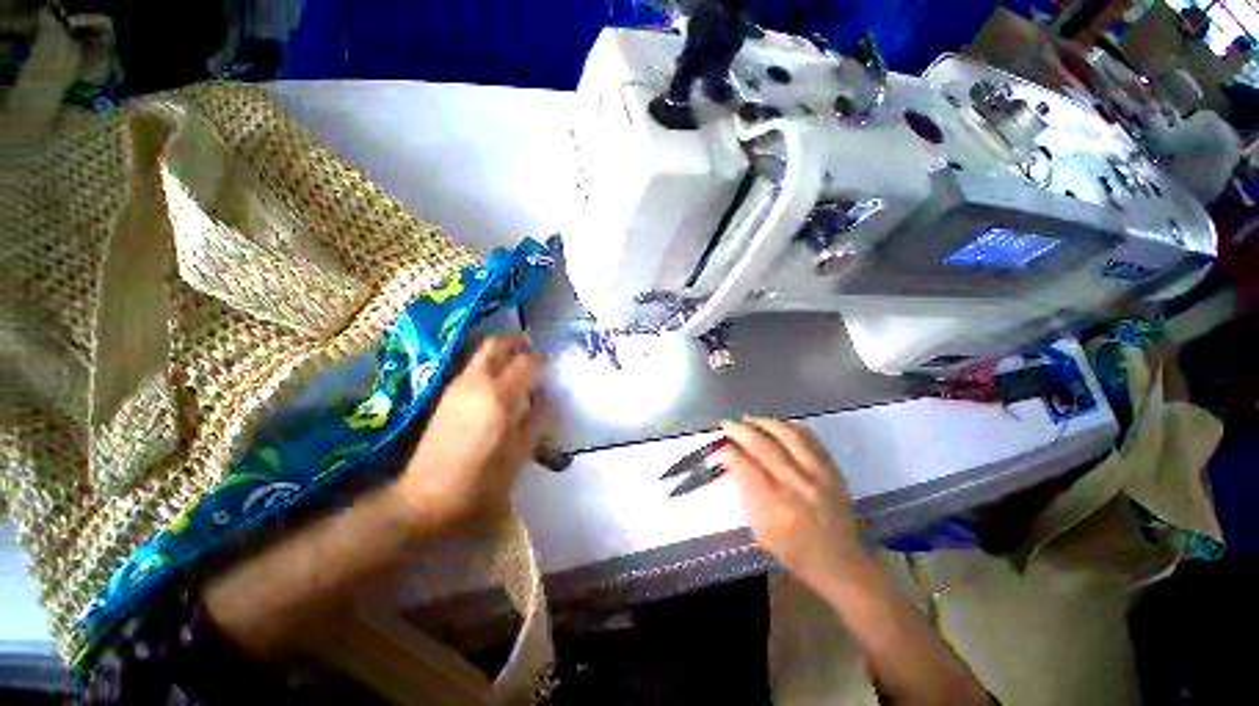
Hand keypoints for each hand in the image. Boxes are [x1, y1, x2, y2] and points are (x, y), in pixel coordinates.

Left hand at [397, 336, 549, 530]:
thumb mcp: (520, 451)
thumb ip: (536, 418)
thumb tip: (546, 397)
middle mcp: (476, 383)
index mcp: (499, 396)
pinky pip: (471, 367)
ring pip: (480, 354)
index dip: (539, 359)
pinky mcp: (445, 397)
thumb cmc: (483, 480)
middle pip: (495, 345)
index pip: (524, 362)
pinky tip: (497, 381)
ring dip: (500, 352)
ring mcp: (457, 387)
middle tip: (530, 348)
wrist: (427, 497)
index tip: (549, 363)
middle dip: (514, 342)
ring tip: (516, 363)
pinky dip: (487, 364)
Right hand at [718, 419, 869, 598]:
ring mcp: (817, 474)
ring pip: (787, 435)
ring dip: (763, 423)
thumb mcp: (760, 531)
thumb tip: (732, 462)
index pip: (746, 467)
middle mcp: (796, 485)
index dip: (729, 451)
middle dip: (740, 430)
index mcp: (776, 506)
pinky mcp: (832, 469)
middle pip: (763, 446)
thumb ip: (746, 494)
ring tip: (748, 420)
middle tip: (727, 424)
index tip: (719, 444)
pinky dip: (789, 426)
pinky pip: (809, 437)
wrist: (840, 562)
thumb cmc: (793, 551)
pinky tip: (776, 424)